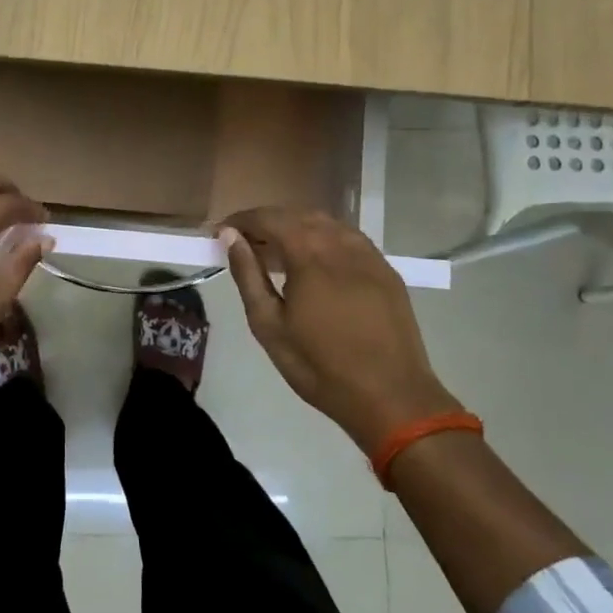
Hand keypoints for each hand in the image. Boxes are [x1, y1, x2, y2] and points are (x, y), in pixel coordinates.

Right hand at [220, 208, 462, 453]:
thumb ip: (248, 275)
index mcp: (310, 254)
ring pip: (326, 223)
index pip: (269, 218)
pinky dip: (323, 239)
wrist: (392, 398)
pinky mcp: (386, 270)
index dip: (242, 220)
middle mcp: (341, 243)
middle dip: (267, 222)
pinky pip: (348, 239)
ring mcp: (369, 255)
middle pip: (297, 215)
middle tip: (245, 244)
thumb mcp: (269, 325)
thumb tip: (230, 237)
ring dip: (296, 228)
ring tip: (277, 253)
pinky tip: (314, 263)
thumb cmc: (319, 366)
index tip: (220, 232)